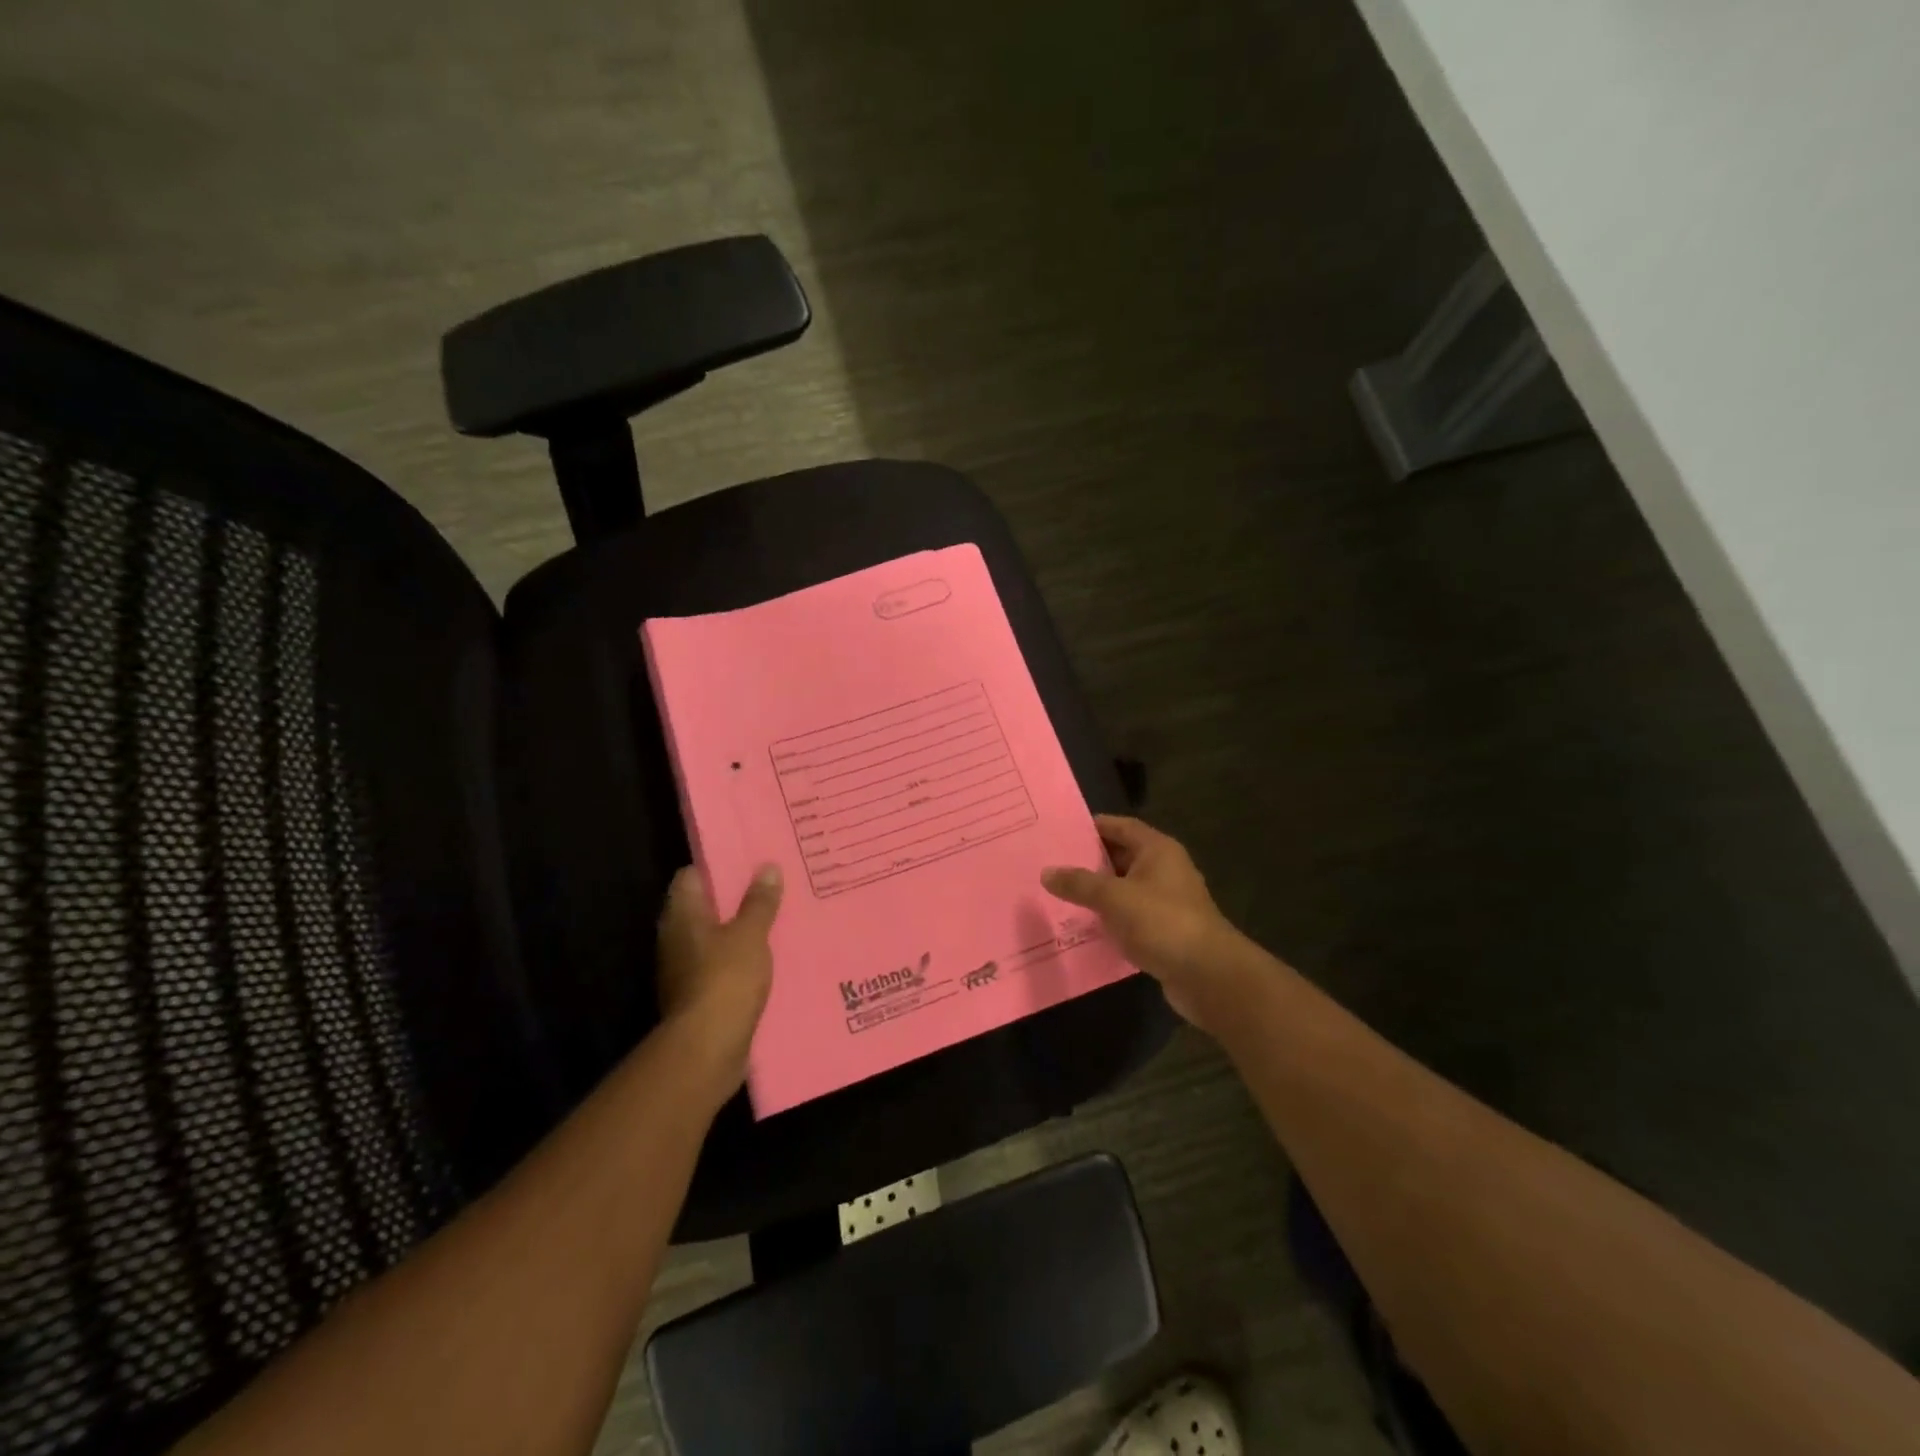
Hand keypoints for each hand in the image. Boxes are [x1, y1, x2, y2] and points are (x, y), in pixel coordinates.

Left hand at [655, 864, 782, 1094]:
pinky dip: (742, 959)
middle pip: (705, 907)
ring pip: (716, 938)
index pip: (691, 876)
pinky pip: (723, 966)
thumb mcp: (750, 934)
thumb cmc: (725, 979)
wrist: (707, 1049)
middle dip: (736, 898)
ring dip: (742, 930)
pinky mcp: (699, 995)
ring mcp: (685, 969)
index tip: (749, 859)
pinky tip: (771, 957)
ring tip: (780, 918)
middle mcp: (676, 938)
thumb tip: (767, 867)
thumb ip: (759, 902)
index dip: (718, 865)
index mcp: (682, 915)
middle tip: (773, 886)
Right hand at [1042, 815, 1237, 1025]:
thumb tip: (1046, 872)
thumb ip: (1079, 883)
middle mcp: (1164, 870)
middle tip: (1051, 863)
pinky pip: (1130, 916)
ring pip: (1124, 889)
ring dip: (1097, 892)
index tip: (1059, 831)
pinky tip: (1082, 925)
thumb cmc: (1162, 922)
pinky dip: (1109, 918)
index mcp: (1157, 850)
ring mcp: (1166, 902)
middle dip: (1089, 861)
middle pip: (1121, 856)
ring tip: (1058, 894)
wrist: (1208, 975)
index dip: (1092, 827)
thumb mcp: (1114, 898)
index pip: (1120, 826)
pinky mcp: (1165, 930)